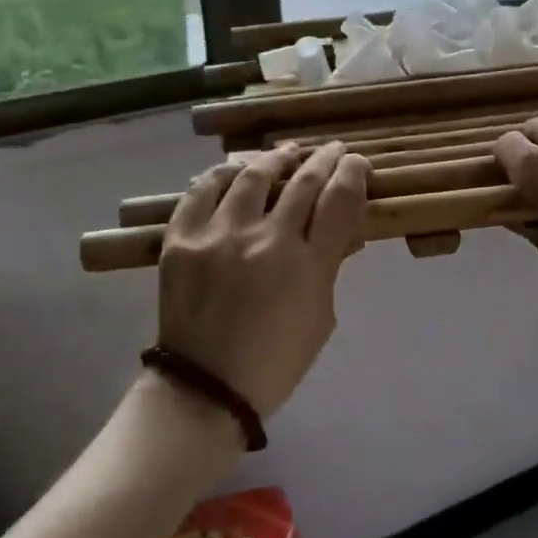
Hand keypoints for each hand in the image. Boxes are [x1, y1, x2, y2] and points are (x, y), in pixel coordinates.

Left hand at [155, 141, 370, 417]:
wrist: (205, 387)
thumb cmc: (275, 361)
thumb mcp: (321, 317)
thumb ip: (329, 267)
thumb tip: (338, 228)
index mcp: (308, 266)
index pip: (340, 199)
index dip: (352, 172)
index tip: (356, 162)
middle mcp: (267, 240)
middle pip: (303, 181)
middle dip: (324, 158)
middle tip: (331, 149)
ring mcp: (220, 236)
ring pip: (252, 176)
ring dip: (275, 159)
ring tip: (285, 153)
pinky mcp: (182, 239)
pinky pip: (202, 191)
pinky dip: (221, 175)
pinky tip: (233, 171)